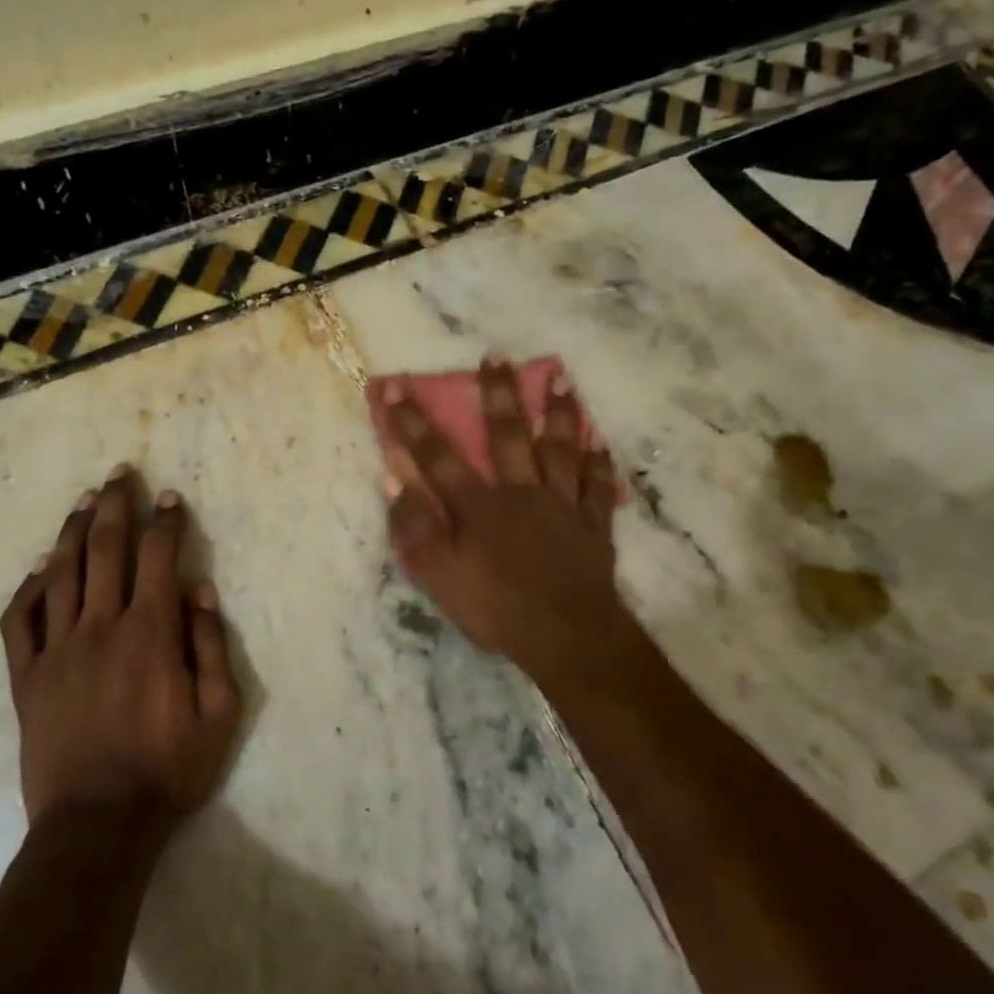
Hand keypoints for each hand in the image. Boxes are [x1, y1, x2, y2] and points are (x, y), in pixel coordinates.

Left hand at [0, 467, 242, 829]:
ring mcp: (57, 651)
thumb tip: (199, 589)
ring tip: (83, 500)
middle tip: (120, 473)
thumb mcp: (219, 712)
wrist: (98, 824)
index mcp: (150, 633)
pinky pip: (20, 621)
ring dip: (73, 531)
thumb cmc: (169, 768)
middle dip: (115, 505)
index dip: (166, 522)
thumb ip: (211, 645)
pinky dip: (29, 588)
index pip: (159, 557)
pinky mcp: (27, 678)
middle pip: (105, 549)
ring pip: (61, 573)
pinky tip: (40, 568)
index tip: (170, 497)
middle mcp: (100, 627)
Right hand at [382, 358, 634, 682]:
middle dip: (498, 393)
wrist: (567, 637)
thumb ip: (415, 527)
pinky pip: (598, 486)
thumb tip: (393, 477)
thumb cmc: (497, 609)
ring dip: (558, 412)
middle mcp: (520, 492)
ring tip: (560, 377)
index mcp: (478, 506)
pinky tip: (599, 442)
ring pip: (560, 448)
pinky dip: (599, 463)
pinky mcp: (593, 524)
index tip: (396, 385)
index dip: (413, 421)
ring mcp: (562, 505)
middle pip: (508, 435)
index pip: (437, 456)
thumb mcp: (439, 576)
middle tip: (497, 356)